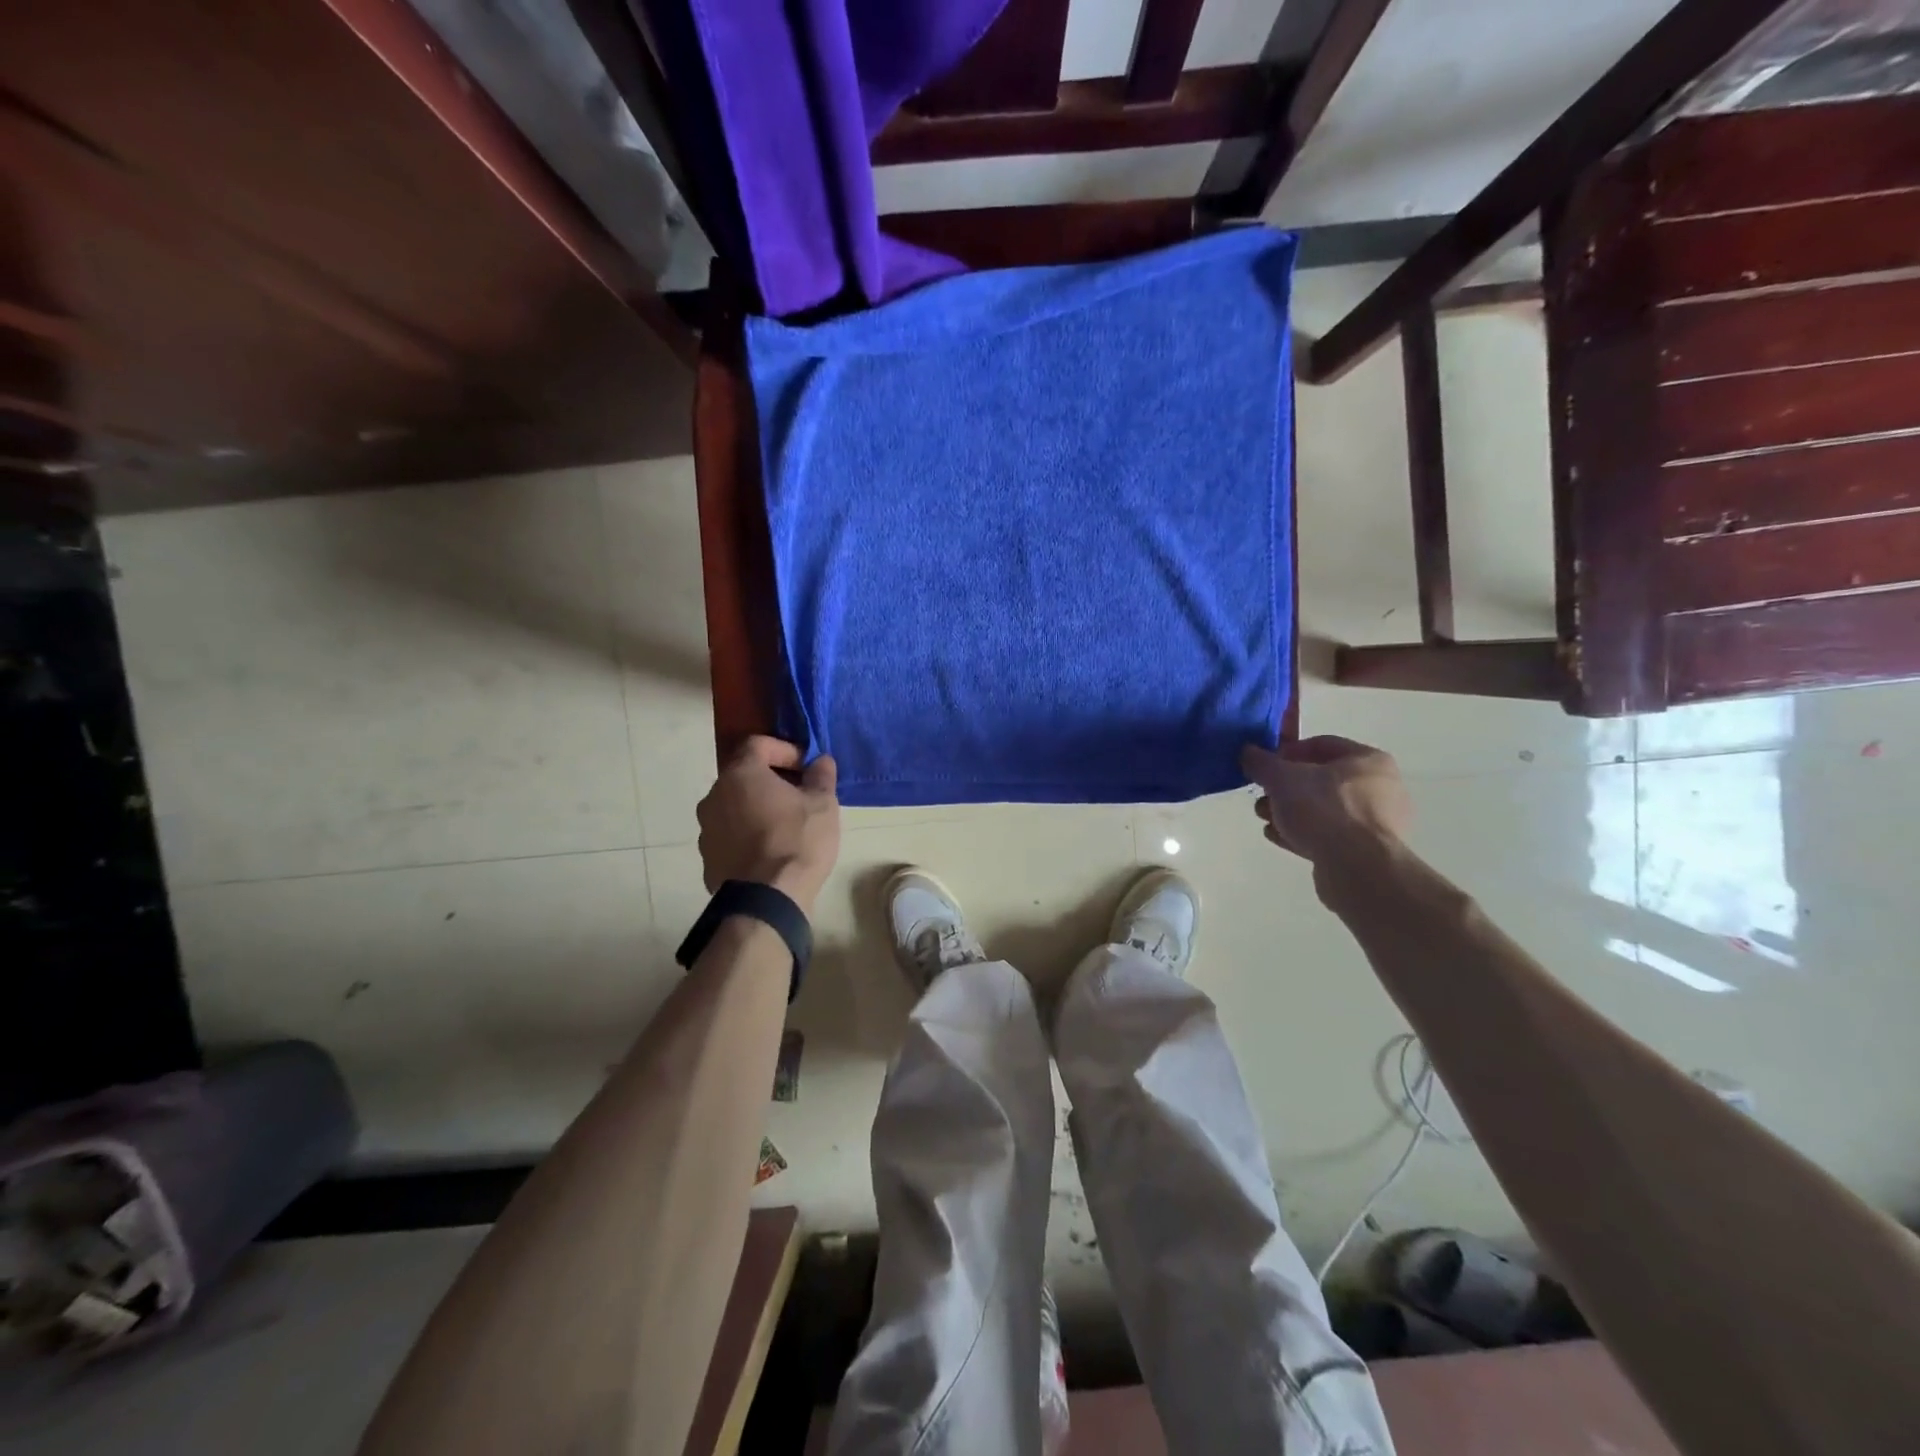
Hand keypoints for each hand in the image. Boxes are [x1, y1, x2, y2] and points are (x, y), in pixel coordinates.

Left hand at [696, 736, 840, 914]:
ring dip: (757, 808)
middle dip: (771, 780)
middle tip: (800, 795)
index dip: (785, 750)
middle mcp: (714, 796)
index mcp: (740, 775)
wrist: (767, 900)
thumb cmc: (797, 841)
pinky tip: (770, 852)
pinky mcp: (707, 859)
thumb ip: (821, 776)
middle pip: (743, 776)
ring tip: (785, 826)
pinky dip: (747, 835)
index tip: (806, 767)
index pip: (758, 744)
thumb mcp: (822, 804)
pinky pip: (730, 836)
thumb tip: (820, 761)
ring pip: (734, 807)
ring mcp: (706, 830)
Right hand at [1240, 736, 1411, 865]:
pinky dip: (1304, 833)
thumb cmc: (1324, 810)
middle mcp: (1380, 787)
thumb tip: (1247, 752)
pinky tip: (1279, 837)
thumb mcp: (1281, 778)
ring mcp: (1377, 822)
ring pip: (1323, 809)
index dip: (1286, 752)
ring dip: (1290, 812)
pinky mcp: (1367, 851)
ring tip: (1266, 820)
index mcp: (1368, 760)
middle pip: (1320, 779)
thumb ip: (1261, 762)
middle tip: (1262, 795)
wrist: (1357, 868)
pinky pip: (1330, 834)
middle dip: (1285, 787)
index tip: (1264, 766)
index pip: (1320, 744)